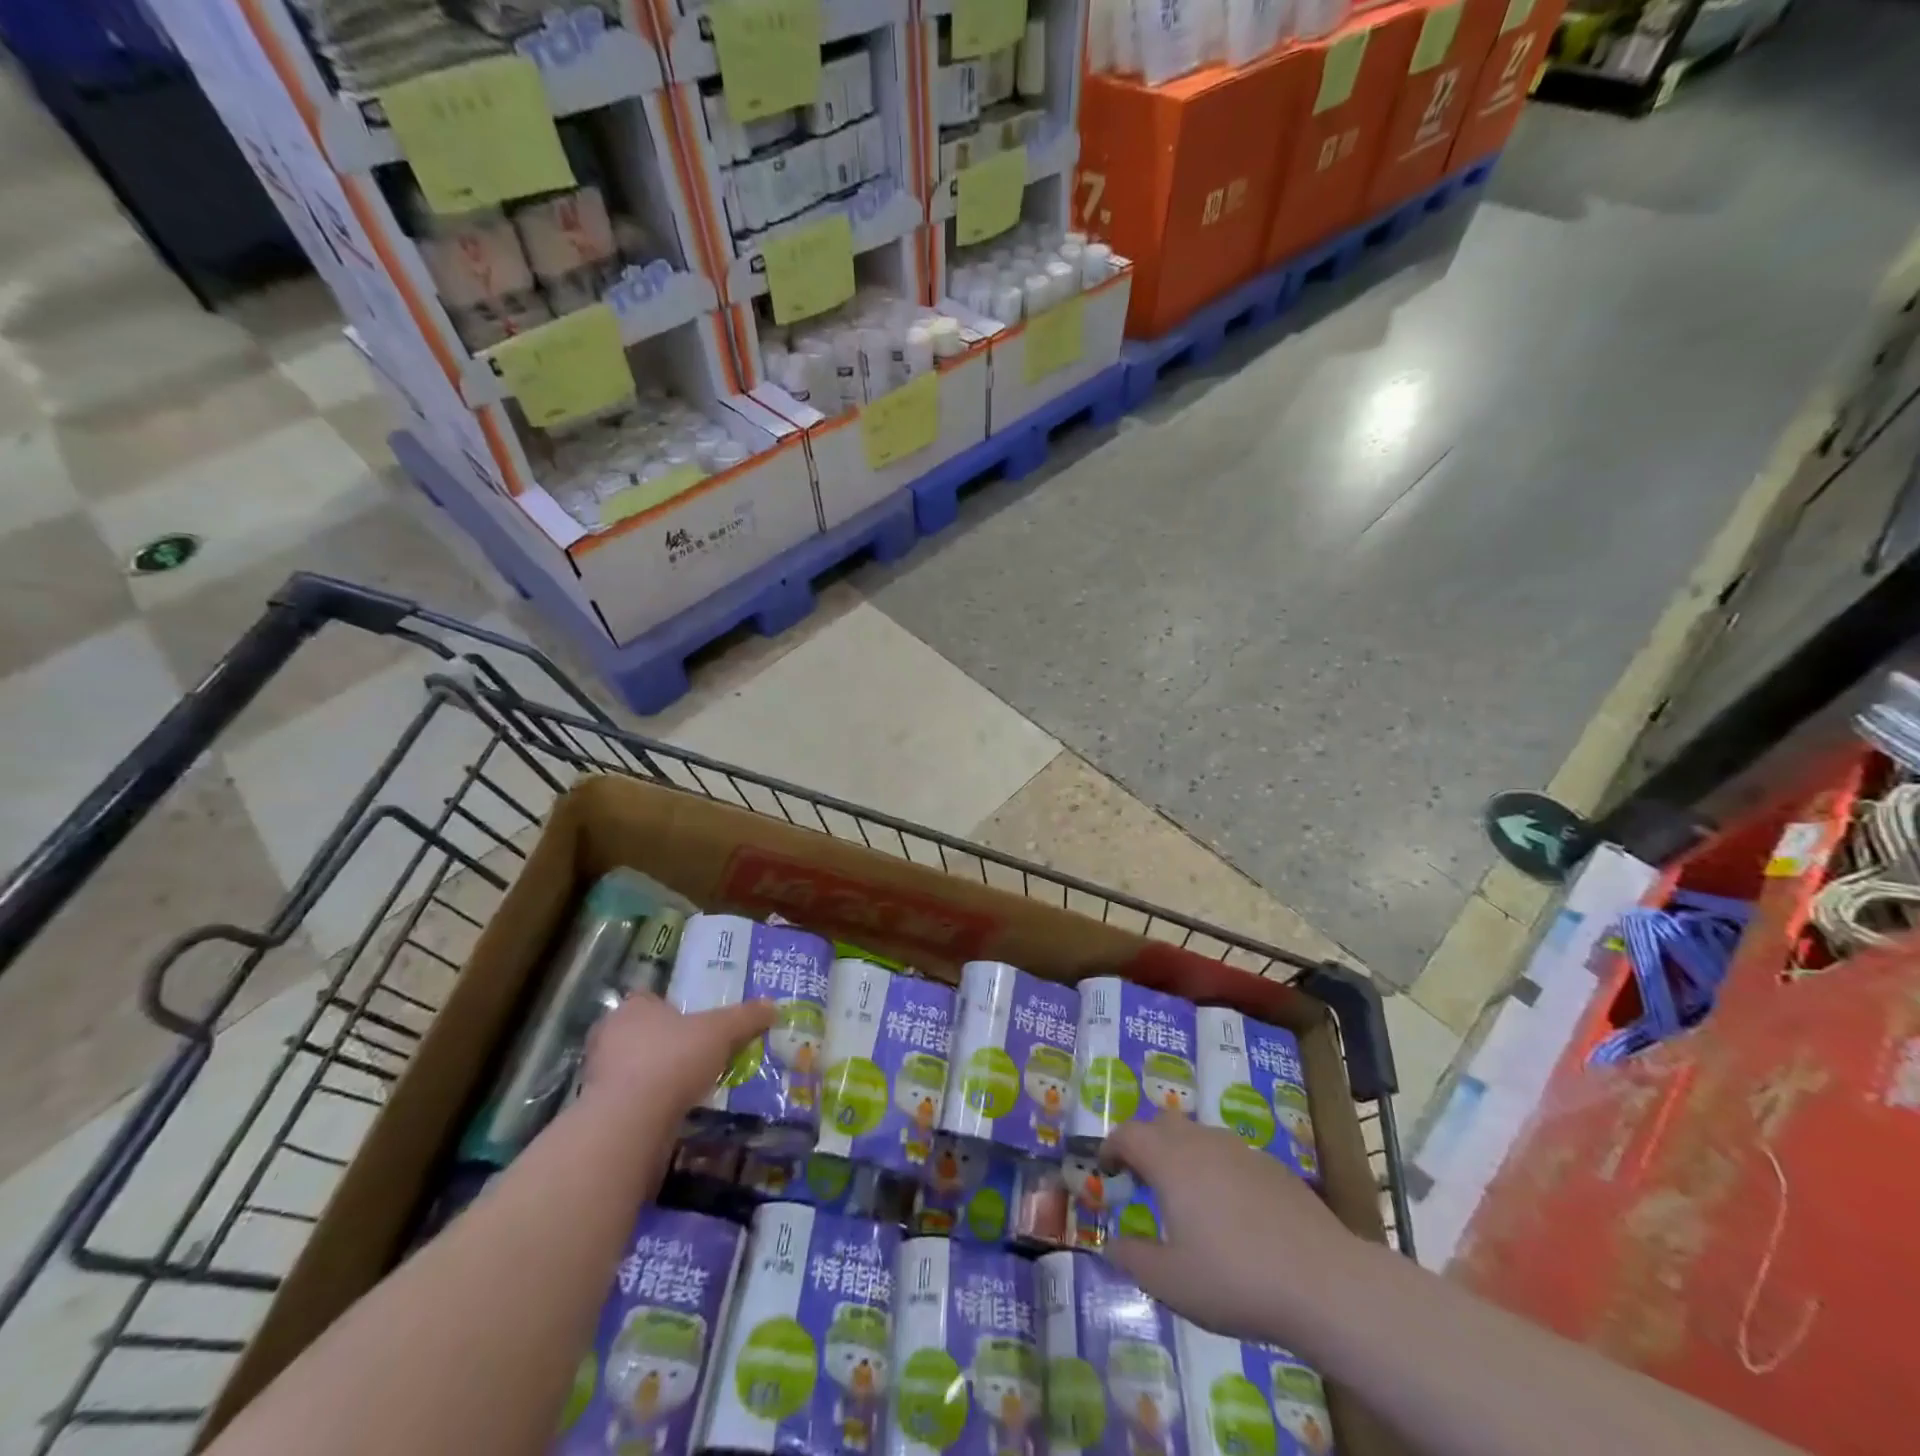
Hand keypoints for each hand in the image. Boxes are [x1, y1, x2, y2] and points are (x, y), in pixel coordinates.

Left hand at [580, 992, 774, 1120]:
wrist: (630, 1120)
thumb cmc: (674, 1059)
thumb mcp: (721, 1031)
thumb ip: (746, 1018)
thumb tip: (773, 1006)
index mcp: (633, 1007)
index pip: (649, 1000)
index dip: (671, 1010)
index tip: (693, 1025)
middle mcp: (609, 1035)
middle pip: (640, 1033)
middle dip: (663, 1043)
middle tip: (694, 1054)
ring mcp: (599, 1074)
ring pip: (633, 1067)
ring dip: (655, 1075)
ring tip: (687, 1085)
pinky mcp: (599, 1110)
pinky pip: (629, 1099)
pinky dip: (648, 1103)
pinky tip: (671, 1111)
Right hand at [1101, 1115, 1360, 1345]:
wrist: (1324, 1282)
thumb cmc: (1235, 1279)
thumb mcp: (1171, 1283)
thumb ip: (1134, 1259)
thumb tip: (1113, 1244)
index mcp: (1170, 1160)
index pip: (1128, 1134)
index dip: (1111, 1147)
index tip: (1107, 1169)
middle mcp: (1202, 1142)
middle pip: (1163, 1123)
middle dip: (1145, 1143)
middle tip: (1141, 1178)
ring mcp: (1241, 1150)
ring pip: (1199, 1136)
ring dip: (1182, 1155)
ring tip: (1185, 1196)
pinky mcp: (1273, 1167)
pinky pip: (1231, 1156)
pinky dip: (1217, 1170)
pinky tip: (1232, 1213)